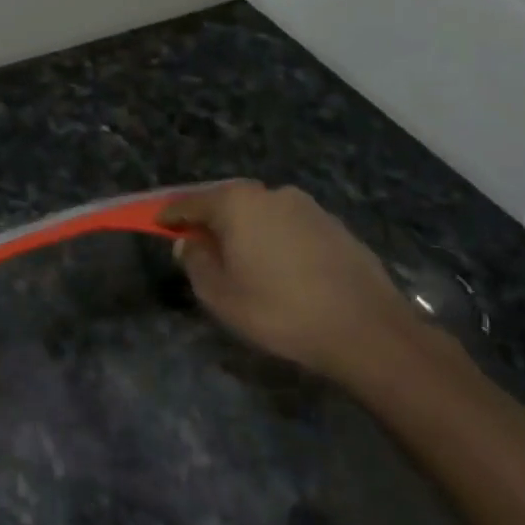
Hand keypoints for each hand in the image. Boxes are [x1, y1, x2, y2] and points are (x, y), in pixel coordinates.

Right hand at [160, 182, 423, 379]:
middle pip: (228, 201)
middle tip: (198, 243)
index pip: (190, 202)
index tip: (158, 224)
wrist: (366, 330)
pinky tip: (278, 268)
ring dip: (245, 229)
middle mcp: (271, 194)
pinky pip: (289, 226)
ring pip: (261, 213)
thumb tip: (189, 242)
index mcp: (237, 204)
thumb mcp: (219, 295)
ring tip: (240, 259)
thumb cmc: (278, 311)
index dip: (170, 215)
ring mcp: (308, 207)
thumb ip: (195, 261)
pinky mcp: (335, 226)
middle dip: (210, 219)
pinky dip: (274, 239)